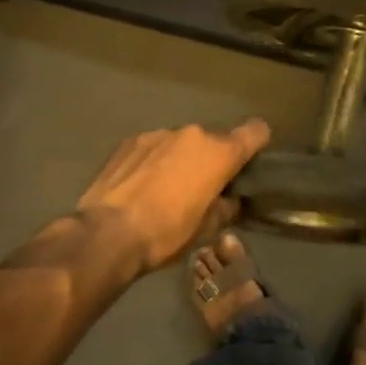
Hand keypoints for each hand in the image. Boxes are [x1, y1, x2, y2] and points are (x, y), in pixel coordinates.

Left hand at [77, 120, 271, 272]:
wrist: (107, 233)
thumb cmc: (166, 233)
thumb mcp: (207, 229)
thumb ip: (227, 207)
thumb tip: (232, 200)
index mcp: (219, 152)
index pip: (255, 131)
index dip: (258, 143)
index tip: (251, 162)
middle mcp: (192, 134)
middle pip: (215, 139)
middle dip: (214, 158)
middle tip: (205, 187)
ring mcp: (158, 133)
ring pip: (182, 142)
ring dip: (182, 158)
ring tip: (168, 188)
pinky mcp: (130, 141)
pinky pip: (154, 147)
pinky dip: (155, 160)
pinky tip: (142, 185)